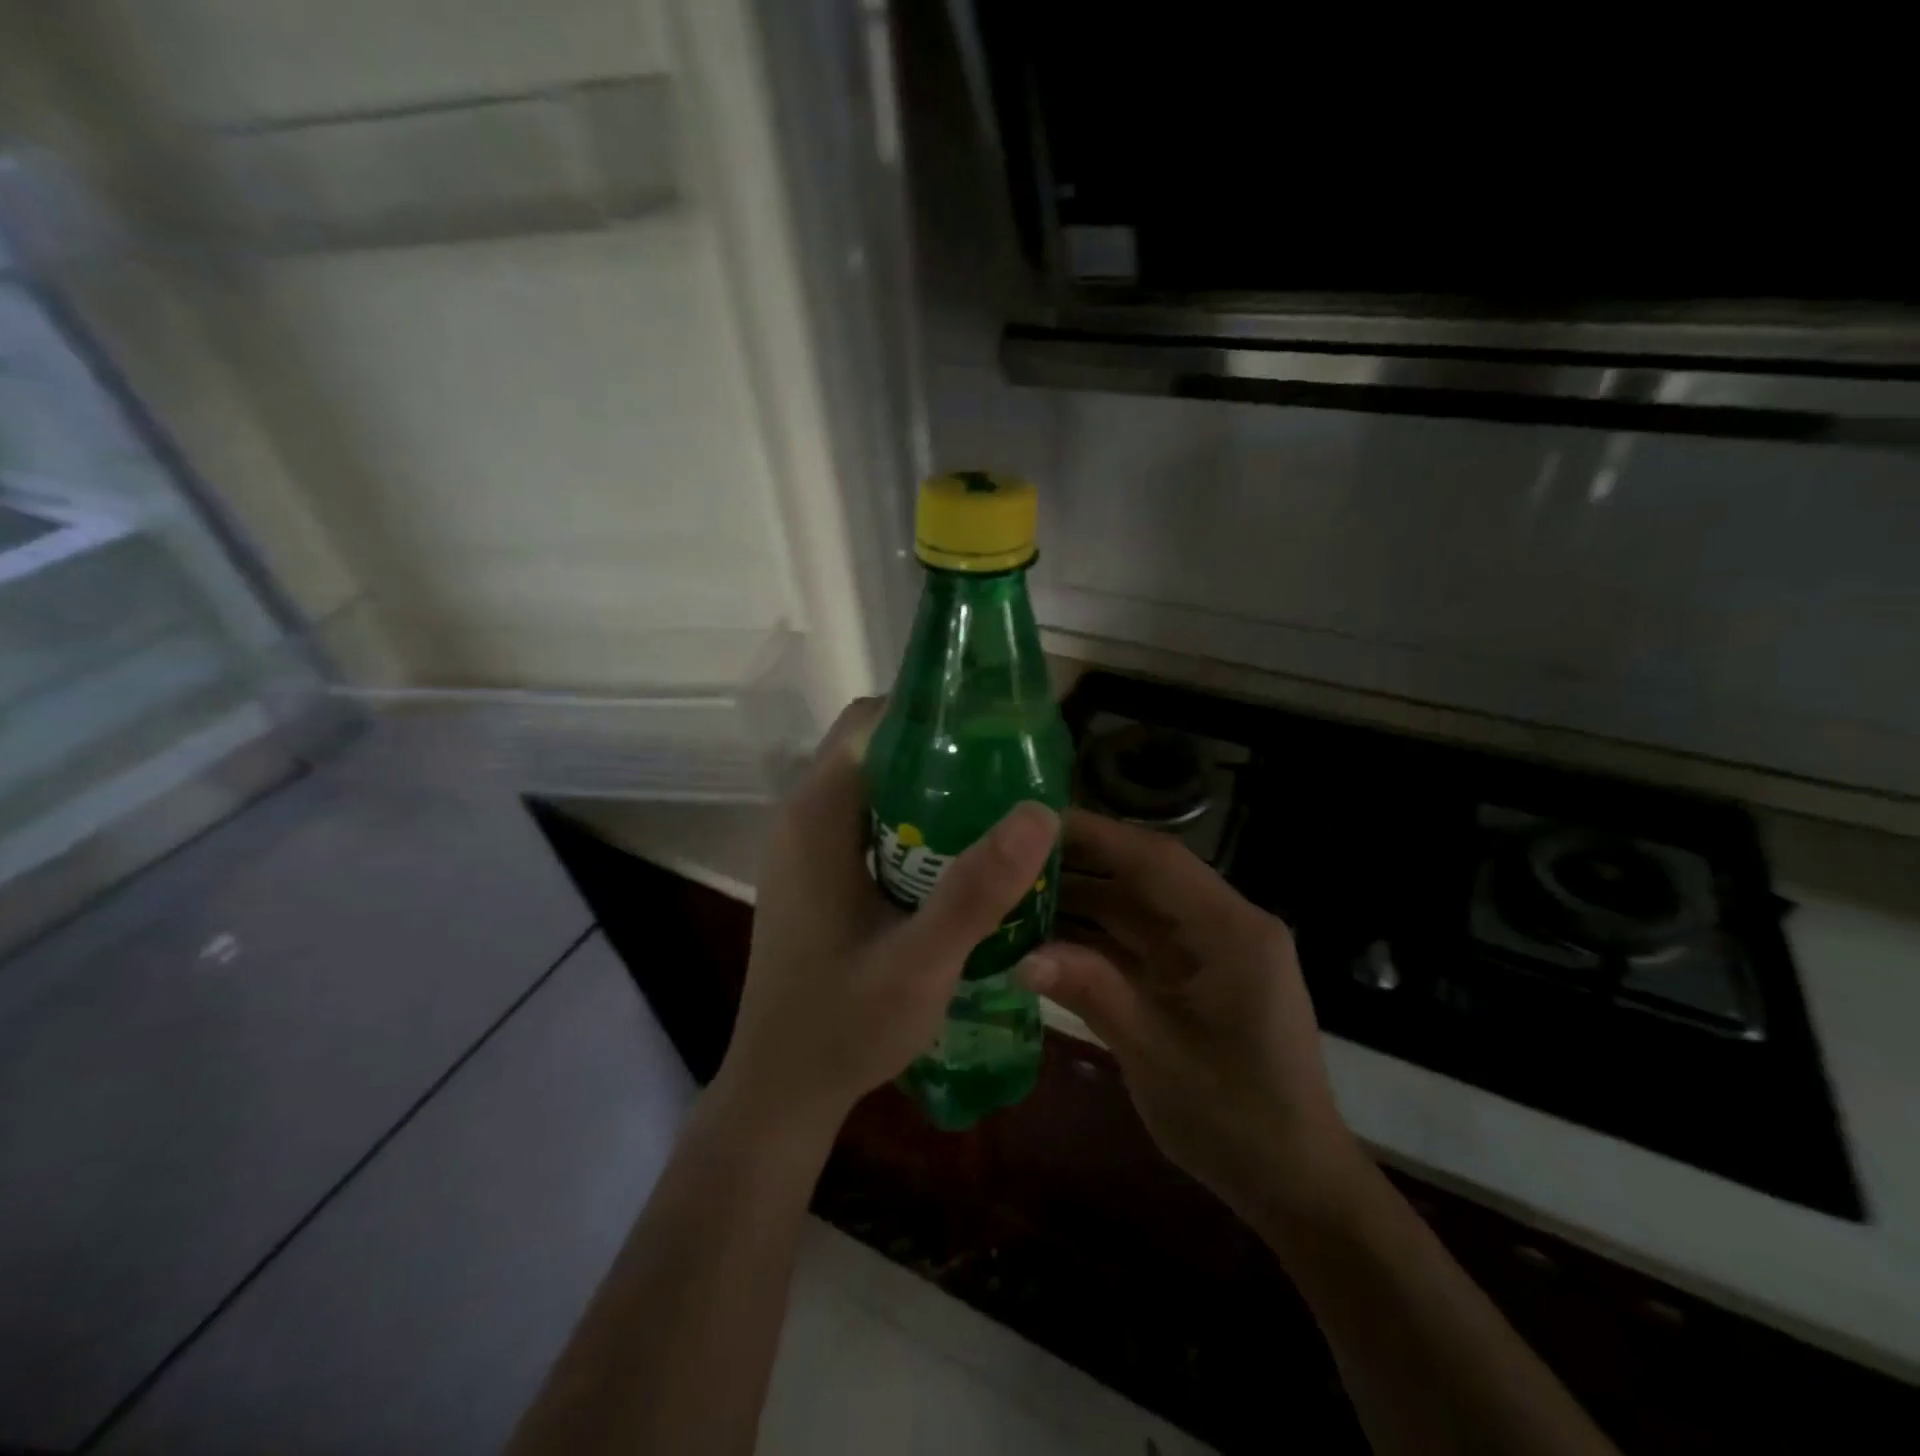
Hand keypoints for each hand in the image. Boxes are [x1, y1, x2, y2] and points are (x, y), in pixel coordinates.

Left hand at [716, 699, 1058, 1136]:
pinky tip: (960, 856)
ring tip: (998, 807)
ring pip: (877, 787)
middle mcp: (805, 818)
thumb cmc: (844, 1026)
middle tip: (1010, 772)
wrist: (783, 1090)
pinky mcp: (818, 876)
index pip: (871, 723)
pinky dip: (916, 822)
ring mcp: (808, 849)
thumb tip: (1040, 811)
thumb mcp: (920, 962)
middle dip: (942, 751)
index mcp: (817, 817)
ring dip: (933, 789)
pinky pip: (871, 822)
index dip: (932, 713)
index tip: (996, 728)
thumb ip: (976, 890)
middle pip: (877, 750)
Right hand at [1020, 809, 1364, 1224]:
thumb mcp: (1155, 1055)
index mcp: (1231, 932)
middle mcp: (1225, 925)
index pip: (1156, 860)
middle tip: (1011, 857)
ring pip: (1138, 907)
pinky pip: (1141, 941)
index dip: (1095, 835)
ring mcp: (1212, 950)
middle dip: (1080, 865)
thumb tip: (1023, 956)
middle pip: (1145, 877)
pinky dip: (1098, 938)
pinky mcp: (1198, 974)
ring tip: (1016, 894)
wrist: (1294, 1183)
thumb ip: (1092, 992)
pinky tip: (1049, 937)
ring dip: (1084, 901)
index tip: (1034, 823)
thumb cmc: (1235, 1119)